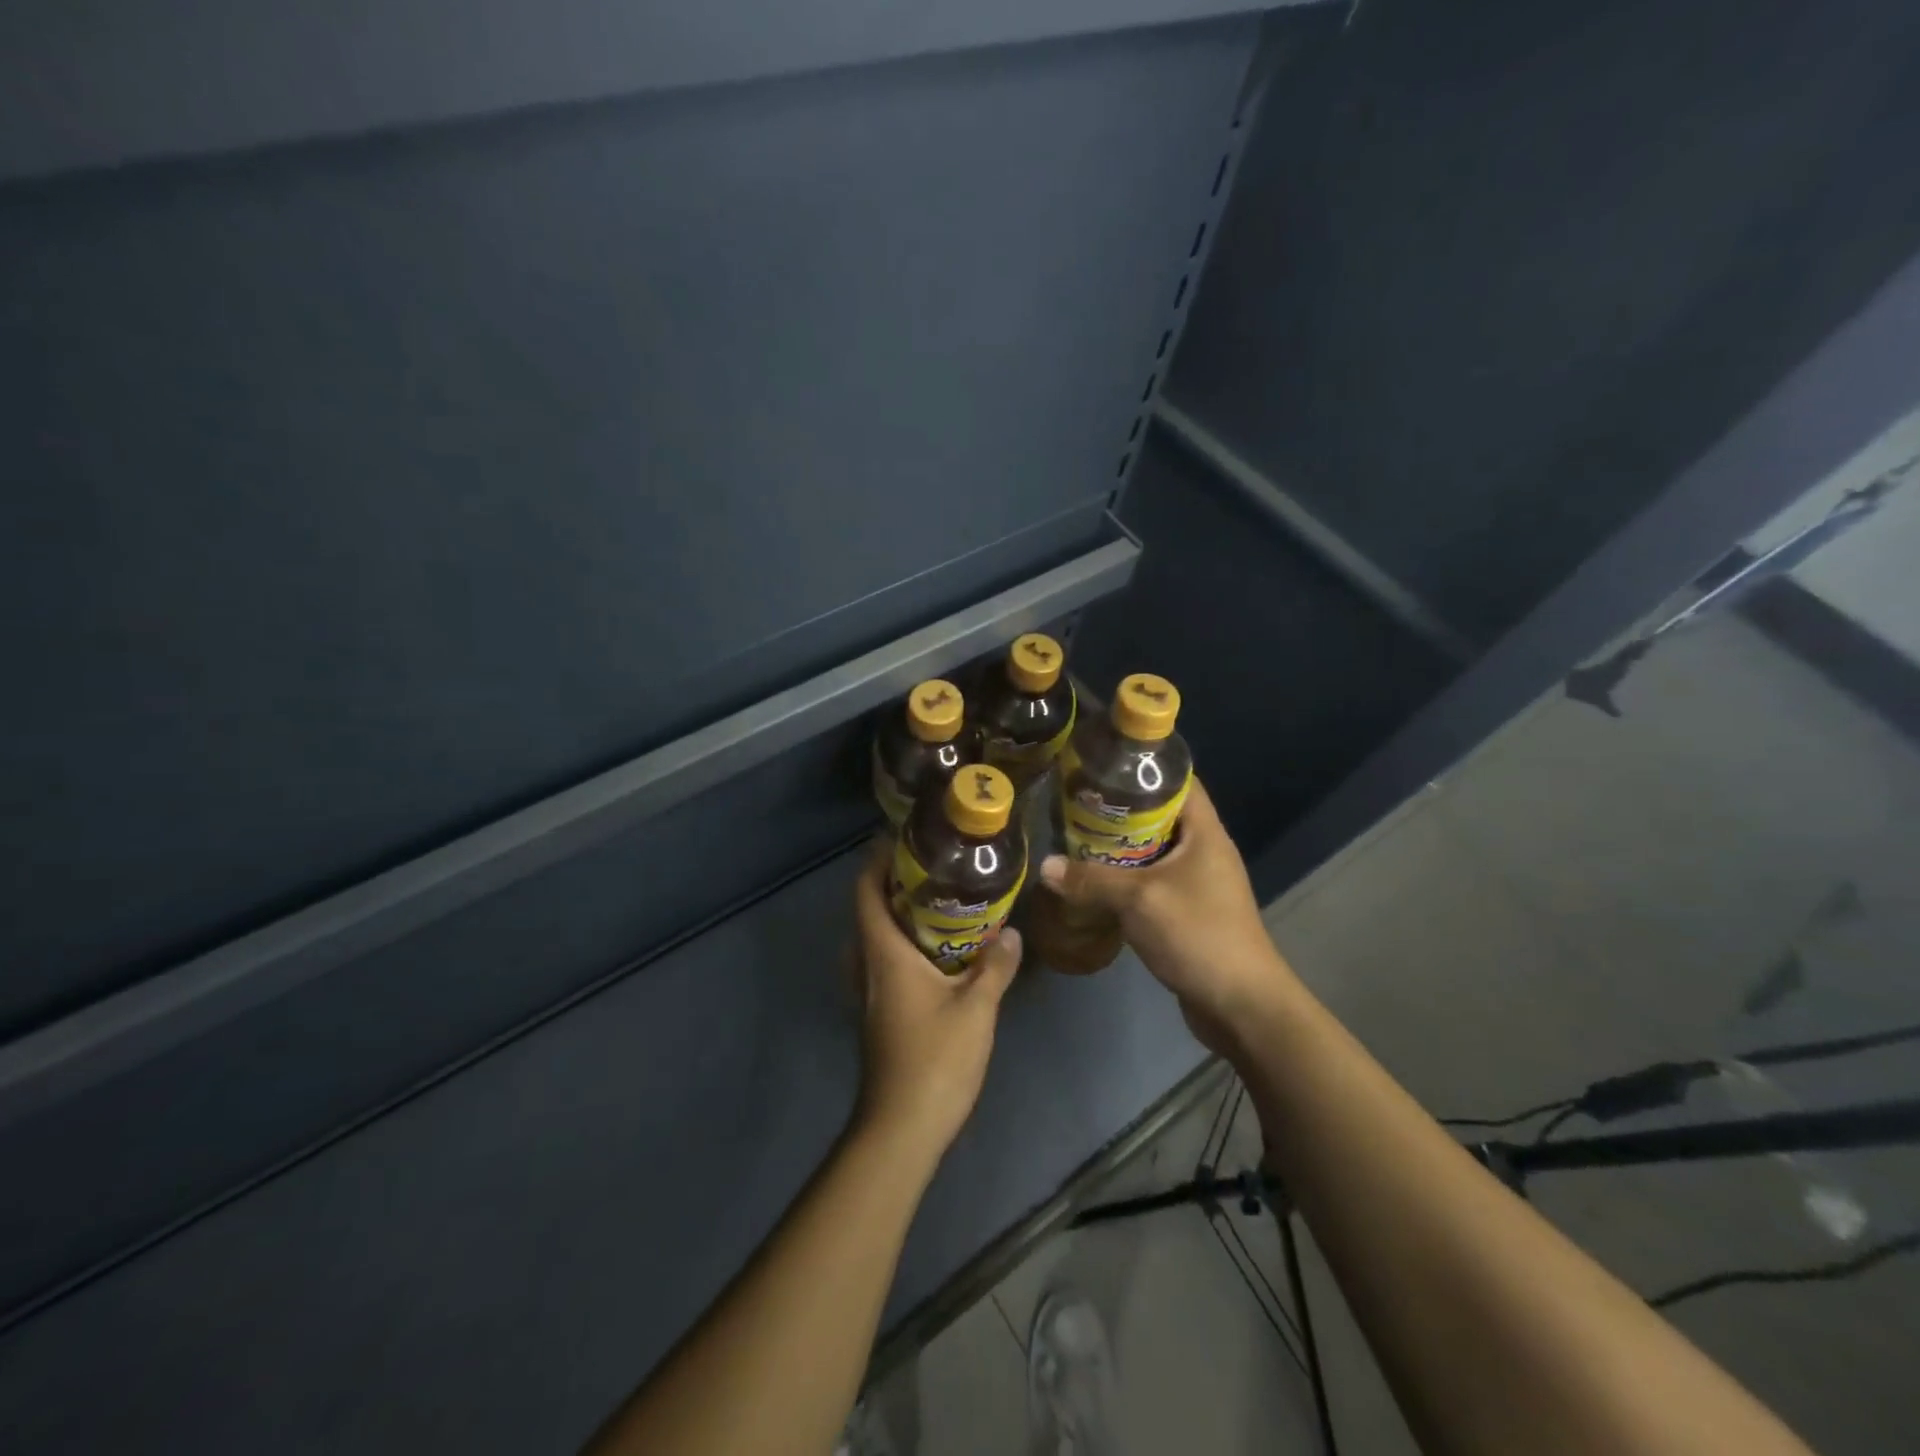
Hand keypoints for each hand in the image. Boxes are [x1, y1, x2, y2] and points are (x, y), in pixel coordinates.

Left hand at [851, 842, 1021, 1160]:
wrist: (902, 1127)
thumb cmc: (935, 1060)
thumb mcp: (976, 1008)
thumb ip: (994, 966)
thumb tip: (1012, 933)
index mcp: (883, 954)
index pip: (865, 891)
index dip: (877, 861)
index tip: (905, 841)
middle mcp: (868, 966)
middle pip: (869, 910)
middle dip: (894, 884)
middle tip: (934, 869)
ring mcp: (869, 993)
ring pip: (876, 938)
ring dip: (899, 915)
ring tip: (940, 903)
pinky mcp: (878, 1014)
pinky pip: (884, 962)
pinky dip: (904, 945)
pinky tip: (940, 953)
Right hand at [1038, 776, 1297, 1053]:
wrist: (1241, 1005)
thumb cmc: (1198, 935)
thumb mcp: (1139, 901)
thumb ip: (1091, 880)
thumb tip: (1046, 866)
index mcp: (1204, 832)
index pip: (1179, 780)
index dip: (1144, 767)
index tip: (1103, 764)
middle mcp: (1204, 850)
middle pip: (1161, 814)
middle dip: (1121, 808)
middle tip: (1078, 803)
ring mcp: (1199, 882)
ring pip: (1154, 850)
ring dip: (1121, 846)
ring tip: (1078, 837)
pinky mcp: (1190, 911)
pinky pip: (1154, 881)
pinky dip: (1127, 877)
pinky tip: (1096, 882)